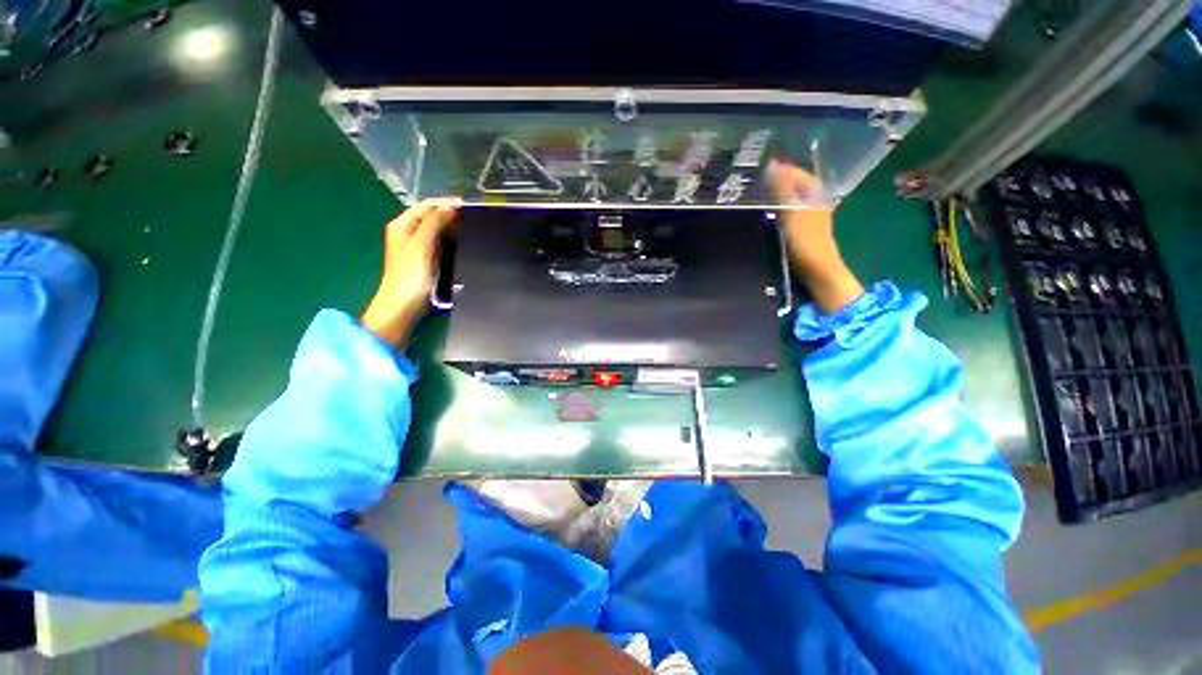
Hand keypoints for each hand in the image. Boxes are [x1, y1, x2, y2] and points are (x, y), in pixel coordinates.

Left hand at [360, 198, 459, 345]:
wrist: (404, 305)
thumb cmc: (410, 274)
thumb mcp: (422, 244)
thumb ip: (434, 223)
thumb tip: (450, 207)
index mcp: (402, 225)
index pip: (426, 205)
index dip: (445, 203)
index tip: (468, 205)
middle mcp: (409, 232)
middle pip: (432, 217)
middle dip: (450, 215)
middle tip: (473, 217)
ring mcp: (417, 247)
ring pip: (438, 231)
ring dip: (452, 228)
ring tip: (472, 229)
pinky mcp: (427, 261)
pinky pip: (440, 244)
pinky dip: (451, 241)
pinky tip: (463, 244)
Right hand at [767, 160, 863, 313]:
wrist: (817, 269)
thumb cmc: (806, 239)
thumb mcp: (791, 211)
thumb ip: (781, 188)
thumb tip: (771, 164)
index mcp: (814, 191)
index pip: (795, 172)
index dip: (778, 168)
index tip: (757, 169)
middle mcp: (813, 199)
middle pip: (792, 185)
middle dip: (774, 181)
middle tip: (751, 182)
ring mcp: (808, 215)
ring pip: (789, 198)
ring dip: (774, 196)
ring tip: (753, 196)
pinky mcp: (801, 229)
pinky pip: (786, 212)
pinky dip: (775, 209)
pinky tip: (763, 214)